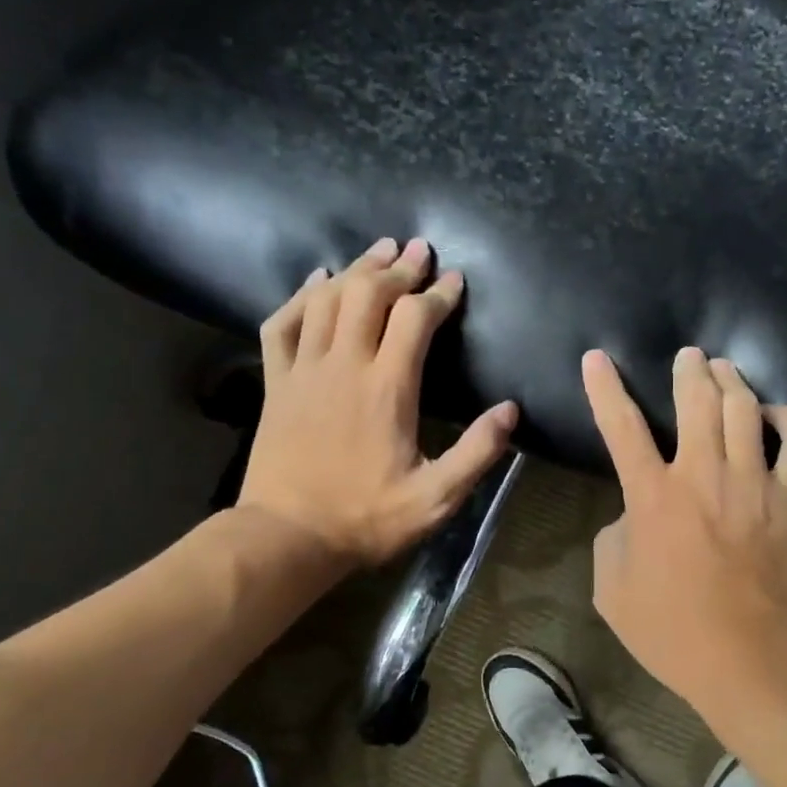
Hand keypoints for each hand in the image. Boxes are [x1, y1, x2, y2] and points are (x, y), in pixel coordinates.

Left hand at [236, 237, 518, 569]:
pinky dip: (301, 295)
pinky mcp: (277, 383)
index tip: (456, 280)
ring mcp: (304, 370)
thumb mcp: (435, 498)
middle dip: (398, 267)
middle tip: (420, 250)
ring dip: (356, 270)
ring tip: (379, 251)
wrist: (287, 536)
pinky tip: (316, 280)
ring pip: (327, 299)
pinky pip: (282, 323)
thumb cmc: (366, 518)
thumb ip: (477, 452)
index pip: (416, 319)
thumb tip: (510, 410)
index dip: (439, 294)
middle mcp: (344, 365)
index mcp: (387, 388)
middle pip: (369, 293)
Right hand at [583, 346, 786, 703]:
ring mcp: (754, 482)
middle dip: (689, 369)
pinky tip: (778, 414)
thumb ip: (614, 538)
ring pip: (745, 409)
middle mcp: (703, 475)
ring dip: (732, 380)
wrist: (747, 658)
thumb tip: (634, 516)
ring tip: (726, 369)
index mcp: (652, 496)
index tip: (597, 357)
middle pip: (696, 400)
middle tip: (689, 356)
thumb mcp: (611, 588)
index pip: (621, 427)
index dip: (604, 388)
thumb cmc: (670, 629)